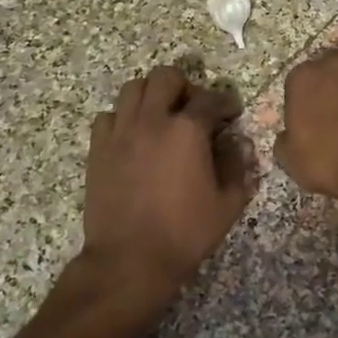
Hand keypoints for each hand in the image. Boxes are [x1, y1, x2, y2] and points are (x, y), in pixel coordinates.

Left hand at [81, 66, 256, 310]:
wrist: (129, 261)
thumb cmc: (184, 234)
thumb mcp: (227, 205)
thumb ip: (238, 166)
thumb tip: (238, 142)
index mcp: (188, 130)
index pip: (211, 99)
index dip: (225, 102)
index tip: (231, 113)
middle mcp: (152, 120)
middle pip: (166, 77)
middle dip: (185, 87)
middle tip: (192, 109)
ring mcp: (121, 131)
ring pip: (133, 88)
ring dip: (151, 95)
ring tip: (160, 116)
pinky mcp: (98, 148)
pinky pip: (108, 116)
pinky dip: (123, 118)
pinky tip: (133, 137)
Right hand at [274, 50, 337, 245]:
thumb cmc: (329, 160)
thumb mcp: (290, 159)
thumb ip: (285, 138)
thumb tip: (291, 134)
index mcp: (303, 76)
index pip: (296, 84)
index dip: (301, 105)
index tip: (306, 125)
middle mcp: (335, 63)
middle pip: (327, 74)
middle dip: (328, 91)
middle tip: (332, 120)